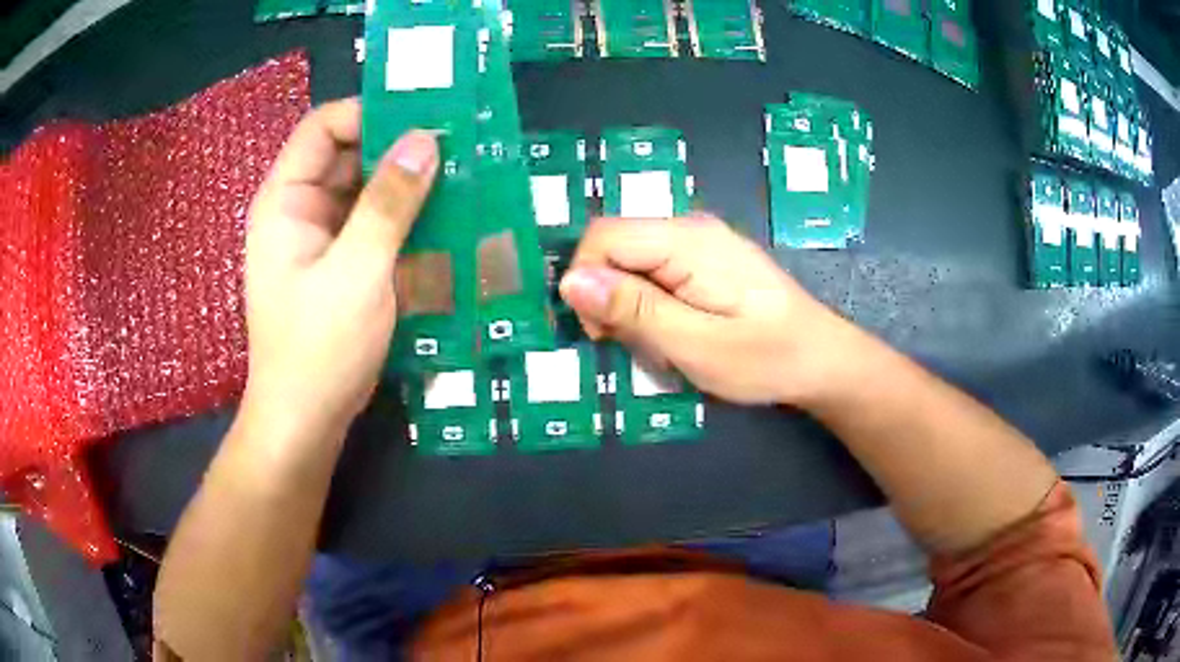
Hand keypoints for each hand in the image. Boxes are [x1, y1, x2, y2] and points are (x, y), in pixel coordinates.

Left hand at [243, 98, 438, 436]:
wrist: (305, 422)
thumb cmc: (319, 347)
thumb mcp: (358, 270)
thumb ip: (389, 202)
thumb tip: (426, 139)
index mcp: (286, 199)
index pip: (324, 127)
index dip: (371, 113)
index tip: (426, 118)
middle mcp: (300, 210)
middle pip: (349, 156)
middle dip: (400, 150)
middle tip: (459, 148)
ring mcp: (319, 239)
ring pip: (366, 192)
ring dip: (409, 187)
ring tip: (462, 181)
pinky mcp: (339, 266)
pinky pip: (373, 227)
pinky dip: (405, 221)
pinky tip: (444, 223)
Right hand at [559, 215, 856, 405]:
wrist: (821, 359)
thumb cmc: (765, 357)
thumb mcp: (695, 344)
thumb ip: (633, 310)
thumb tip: (570, 281)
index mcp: (687, 240)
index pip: (603, 235)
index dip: (585, 281)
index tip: (603, 332)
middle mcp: (690, 227)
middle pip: (615, 243)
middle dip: (606, 293)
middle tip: (632, 342)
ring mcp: (701, 240)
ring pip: (632, 258)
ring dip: (627, 301)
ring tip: (655, 341)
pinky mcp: (707, 258)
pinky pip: (655, 267)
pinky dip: (648, 299)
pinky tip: (671, 327)